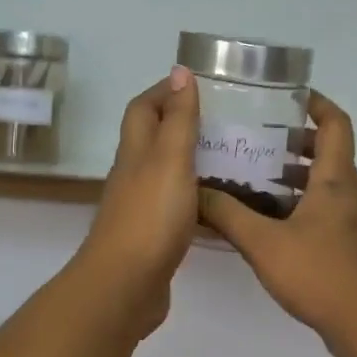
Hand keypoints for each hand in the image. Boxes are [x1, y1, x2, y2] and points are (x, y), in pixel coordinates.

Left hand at [72, 67, 201, 338]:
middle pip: (152, 138)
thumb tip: (178, 71)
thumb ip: (177, 118)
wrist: (125, 286)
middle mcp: (134, 174)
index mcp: (136, 151)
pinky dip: (195, 196)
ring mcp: (141, 207)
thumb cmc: (150, 216)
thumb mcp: (169, 159)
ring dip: (190, 160)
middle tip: (224, 121)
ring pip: (165, 172)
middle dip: (181, 123)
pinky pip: (175, 205)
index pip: (143, 108)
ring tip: (231, 157)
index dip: (164, 91)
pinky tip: (219, 204)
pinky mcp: (152, 236)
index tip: (197, 85)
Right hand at [198, 92, 356, 355]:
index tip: (288, 96)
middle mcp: (350, 192)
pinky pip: (325, 210)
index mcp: (336, 179)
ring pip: (325, 184)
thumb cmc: (319, 274)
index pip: (336, 123)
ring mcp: (354, 221)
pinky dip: (299, 204)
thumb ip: (228, 215)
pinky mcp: (351, 245)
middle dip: (293, 142)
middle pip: (327, 152)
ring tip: (253, 179)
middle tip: (255, 141)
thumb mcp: (263, 243)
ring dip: (293, 176)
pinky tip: (267, 223)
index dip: (316, 104)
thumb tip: (195, 192)